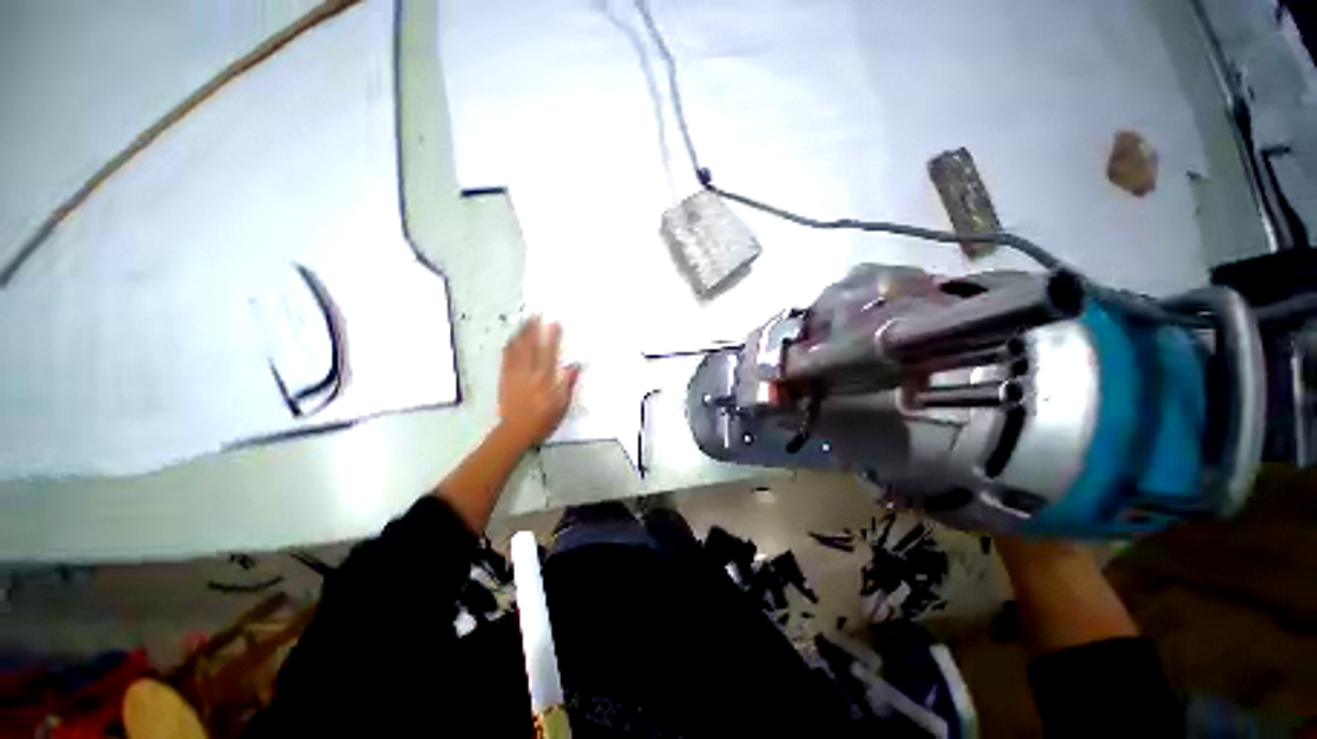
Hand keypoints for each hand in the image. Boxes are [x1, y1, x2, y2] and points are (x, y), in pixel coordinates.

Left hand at [496, 317, 580, 448]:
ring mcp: (514, 374)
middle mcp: (528, 373)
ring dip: (520, 334)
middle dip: (532, 329)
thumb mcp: (561, 405)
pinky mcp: (504, 378)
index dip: (552, 337)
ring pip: (516, 349)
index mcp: (544, 379)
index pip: (549, 353)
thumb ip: (567, 384)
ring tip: (524, 322)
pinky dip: (510, 346)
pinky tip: (511, 340)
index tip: (555, 323)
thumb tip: (575, 366)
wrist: (515, 431)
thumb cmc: (543, 419)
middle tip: (535, 315)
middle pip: (530, 346)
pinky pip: (506, 357)